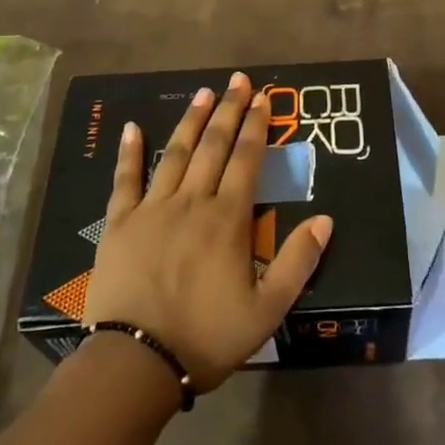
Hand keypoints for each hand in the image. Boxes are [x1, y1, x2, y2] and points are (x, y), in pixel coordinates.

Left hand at [83, 72, 333, 390]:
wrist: (135, 363)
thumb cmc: (206, 337)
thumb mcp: (266, 310)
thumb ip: (298, 262)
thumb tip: (325, 219)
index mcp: (227, 219)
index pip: (246, 160)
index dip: (256, 126)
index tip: (262, 98)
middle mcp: (192, 202)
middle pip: (213, 146)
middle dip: (228, 110)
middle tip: (237, 80)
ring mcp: (152, 209)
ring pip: (175, 153)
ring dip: (190, 120)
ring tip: (203, 92)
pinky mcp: (120, 223)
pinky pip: (125, 180)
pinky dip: (130, 152)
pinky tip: (133, 127)